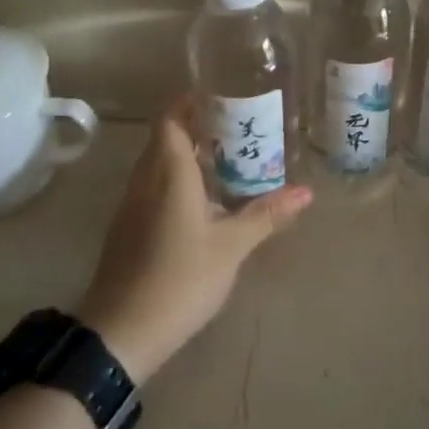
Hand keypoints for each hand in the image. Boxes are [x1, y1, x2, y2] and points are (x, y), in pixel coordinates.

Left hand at [77, 98, 311, 384]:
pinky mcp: (128, 228)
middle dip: (198, 128)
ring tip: (229, 160)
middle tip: (239, 128)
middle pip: (166, 139)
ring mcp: (132, 206)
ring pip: (159, 165)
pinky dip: (178, 182)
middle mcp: (145, 181)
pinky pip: (154, 188)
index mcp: (169, 174)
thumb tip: (306, 192)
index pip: (171, 120)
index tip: (222, 96)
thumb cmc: (181, 278)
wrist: (122, 332)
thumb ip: (267, 214)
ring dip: (189, 157)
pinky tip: (205, 201)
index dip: (191, 102)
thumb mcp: (232, 246)